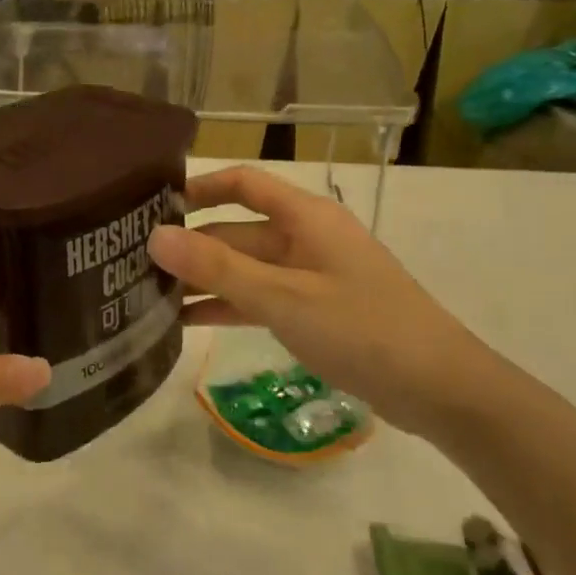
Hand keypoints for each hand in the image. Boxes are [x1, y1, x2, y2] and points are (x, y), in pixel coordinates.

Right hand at [146, 167, 485, 435]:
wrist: (441, 390)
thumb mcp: (283, 298)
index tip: (152, 204)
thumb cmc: (363, 329)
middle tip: (134, 263)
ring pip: (244, 269)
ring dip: (204, 280)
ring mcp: (310, 276)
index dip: (199, 187)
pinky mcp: (314, 311)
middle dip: (191, 246)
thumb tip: (155, 236)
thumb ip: (218, 267)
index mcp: (306, 217)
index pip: (243, 184)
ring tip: (149, 295)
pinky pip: (260, 299)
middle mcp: (305, 238)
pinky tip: (186, 323)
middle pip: (237, 231)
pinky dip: (227, 307)